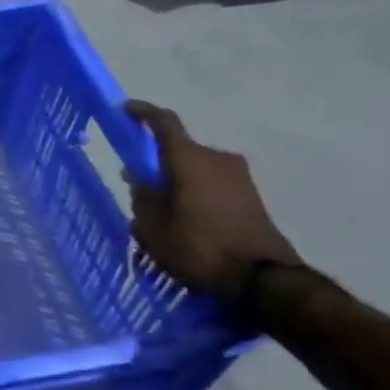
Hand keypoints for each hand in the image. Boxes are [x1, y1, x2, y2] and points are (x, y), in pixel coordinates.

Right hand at [124, 100, 300, 301]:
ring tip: (161, 208)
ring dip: (176, 179)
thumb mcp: (153, 228)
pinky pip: (212, 183)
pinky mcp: (251, 196)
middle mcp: (216, 159)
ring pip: (196, 168)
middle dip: (156, 161)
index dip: (143, 113)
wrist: (264, 280)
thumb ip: (142, 198)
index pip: (164, 123)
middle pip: (179, 149)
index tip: (125, 110)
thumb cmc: (199, 248)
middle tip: (137, 182)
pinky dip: (194, 191)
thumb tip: (139, 179)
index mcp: (189, 159)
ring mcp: (239, 177)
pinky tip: (185, 219)